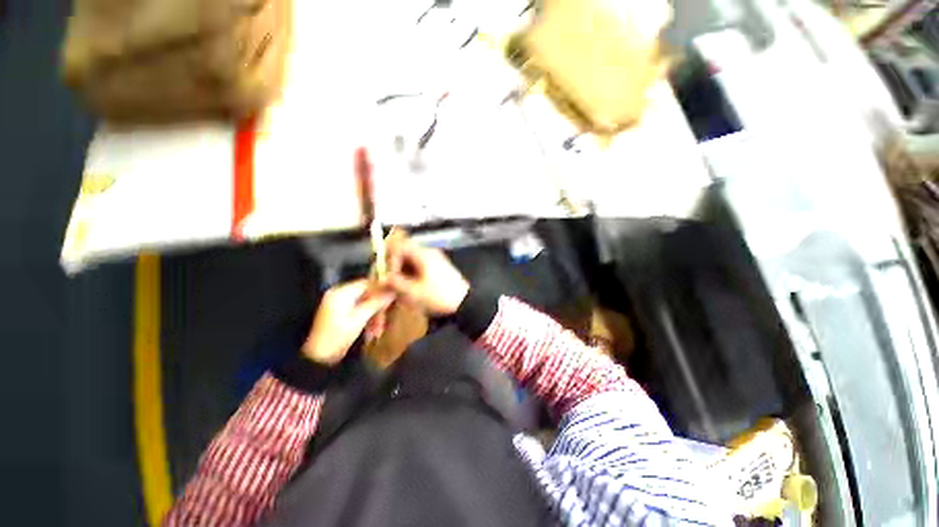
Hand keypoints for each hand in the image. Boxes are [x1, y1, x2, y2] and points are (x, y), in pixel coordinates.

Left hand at [302, 280, 394, 365]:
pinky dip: (366, 319)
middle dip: (378, 306)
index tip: (394, 296)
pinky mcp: (339, 314)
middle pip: (366, 294)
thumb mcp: (360, 319)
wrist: (317, 358)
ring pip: (364, 304)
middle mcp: (339, 294)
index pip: (367, 283)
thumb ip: (376, 302)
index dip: (382, 289)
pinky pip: (358, 311)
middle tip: (385, 320)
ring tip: (378, 330)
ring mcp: (338, 304)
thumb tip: (392, 291)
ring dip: (373, 315)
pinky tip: (371, 331)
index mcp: (341, 292)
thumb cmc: (337, 336)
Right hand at [384, 236, 468, 315]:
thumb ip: (396, 283)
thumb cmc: (440, 296)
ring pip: (411, 259)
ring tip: (400, 286)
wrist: (464, 302)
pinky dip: (411, 274)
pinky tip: (410, 287)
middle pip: (404, 251)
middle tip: (390, 280)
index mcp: (423, 254)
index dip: (389, 258)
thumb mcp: (414, 292)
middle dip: (394, 265)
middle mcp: (428, 253)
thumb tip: (382, 278)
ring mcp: (434, 259)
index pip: (399, 246)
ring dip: (402, 270)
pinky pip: (418, 265)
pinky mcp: (437, 267)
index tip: (388, 274)